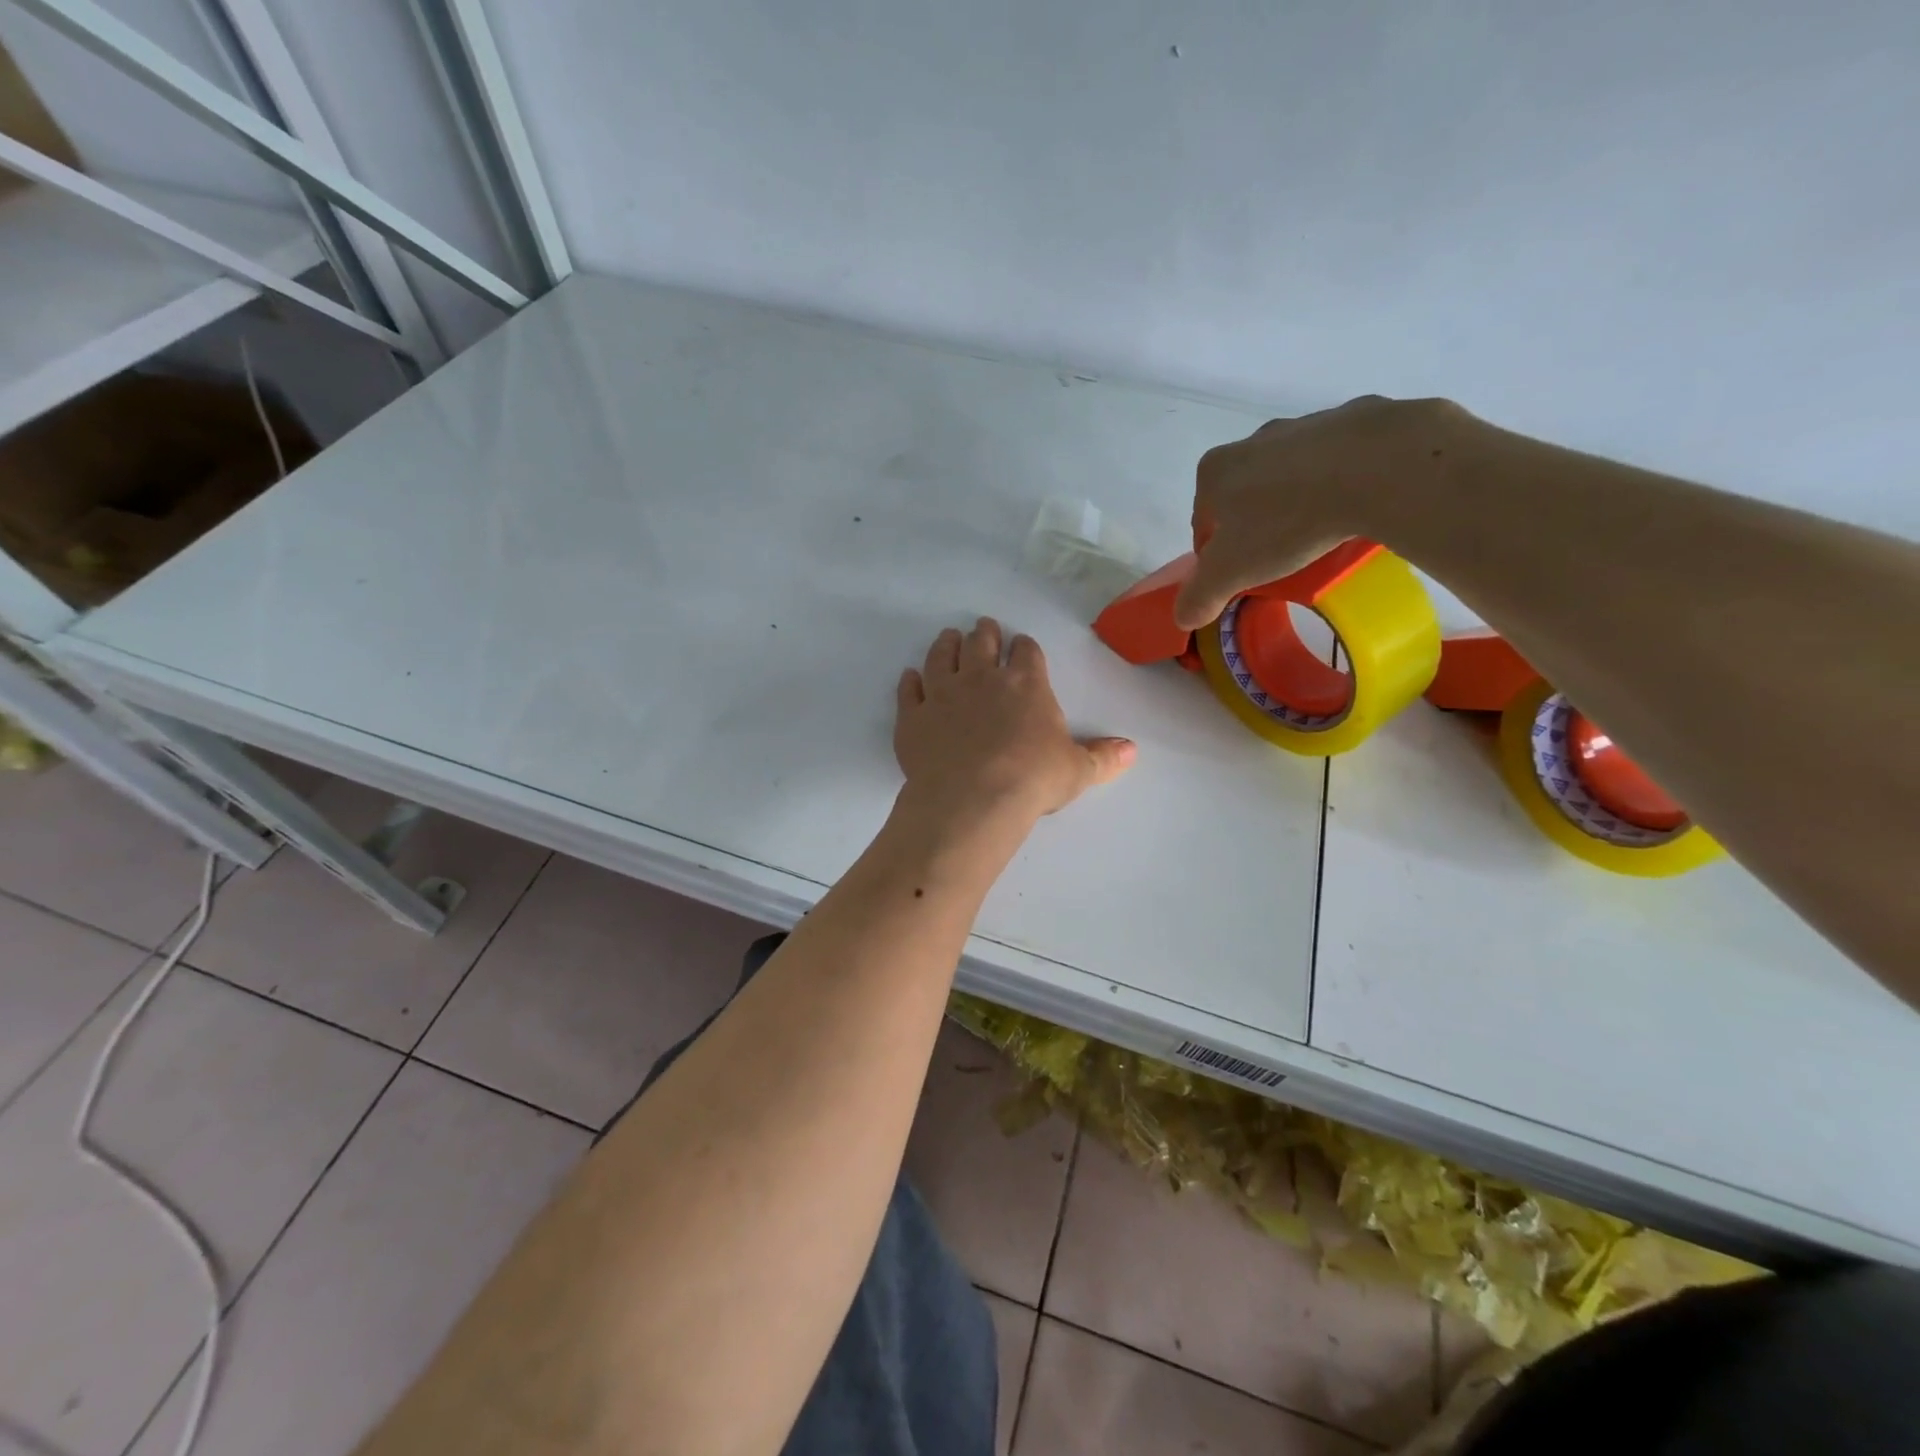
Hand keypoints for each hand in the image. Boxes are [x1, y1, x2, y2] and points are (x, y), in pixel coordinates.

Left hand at [895, 619, 1134, 828]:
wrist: (973, 799)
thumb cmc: (1032, 780)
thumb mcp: (1076, 770)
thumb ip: (1102, 757)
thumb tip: (1132, 751)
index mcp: (1026, 684)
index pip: (1027, 652)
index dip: (1025, 647)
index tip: (1022, 646)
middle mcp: (982, 678)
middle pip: (981, 643)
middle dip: (984, 633)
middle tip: (983, 628)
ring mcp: (943, 694)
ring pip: (942, 656)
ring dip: (946, 644)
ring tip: (948, 637)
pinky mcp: (913, 716)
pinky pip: (909, 690)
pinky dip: (910, 681)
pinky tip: (911, 676)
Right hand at [1172, 395, 1472, 629]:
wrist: (1376, 467)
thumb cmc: (1287, 520)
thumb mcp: (1232, 571)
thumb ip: (1200, 596)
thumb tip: (1181, 618)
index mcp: (1215, 472)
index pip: (1203, 523)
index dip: (1215, 555)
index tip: (1239, 576)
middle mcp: (1253, 441)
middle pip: (1244, 497)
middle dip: (1255, 527)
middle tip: (1278, 560)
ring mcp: (1304, 426)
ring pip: (1290, 477)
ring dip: (1296, 504)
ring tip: (1319, 536)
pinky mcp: (1354, 421)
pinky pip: (1337, 462)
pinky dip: (1339, 483)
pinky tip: (1353, 507)